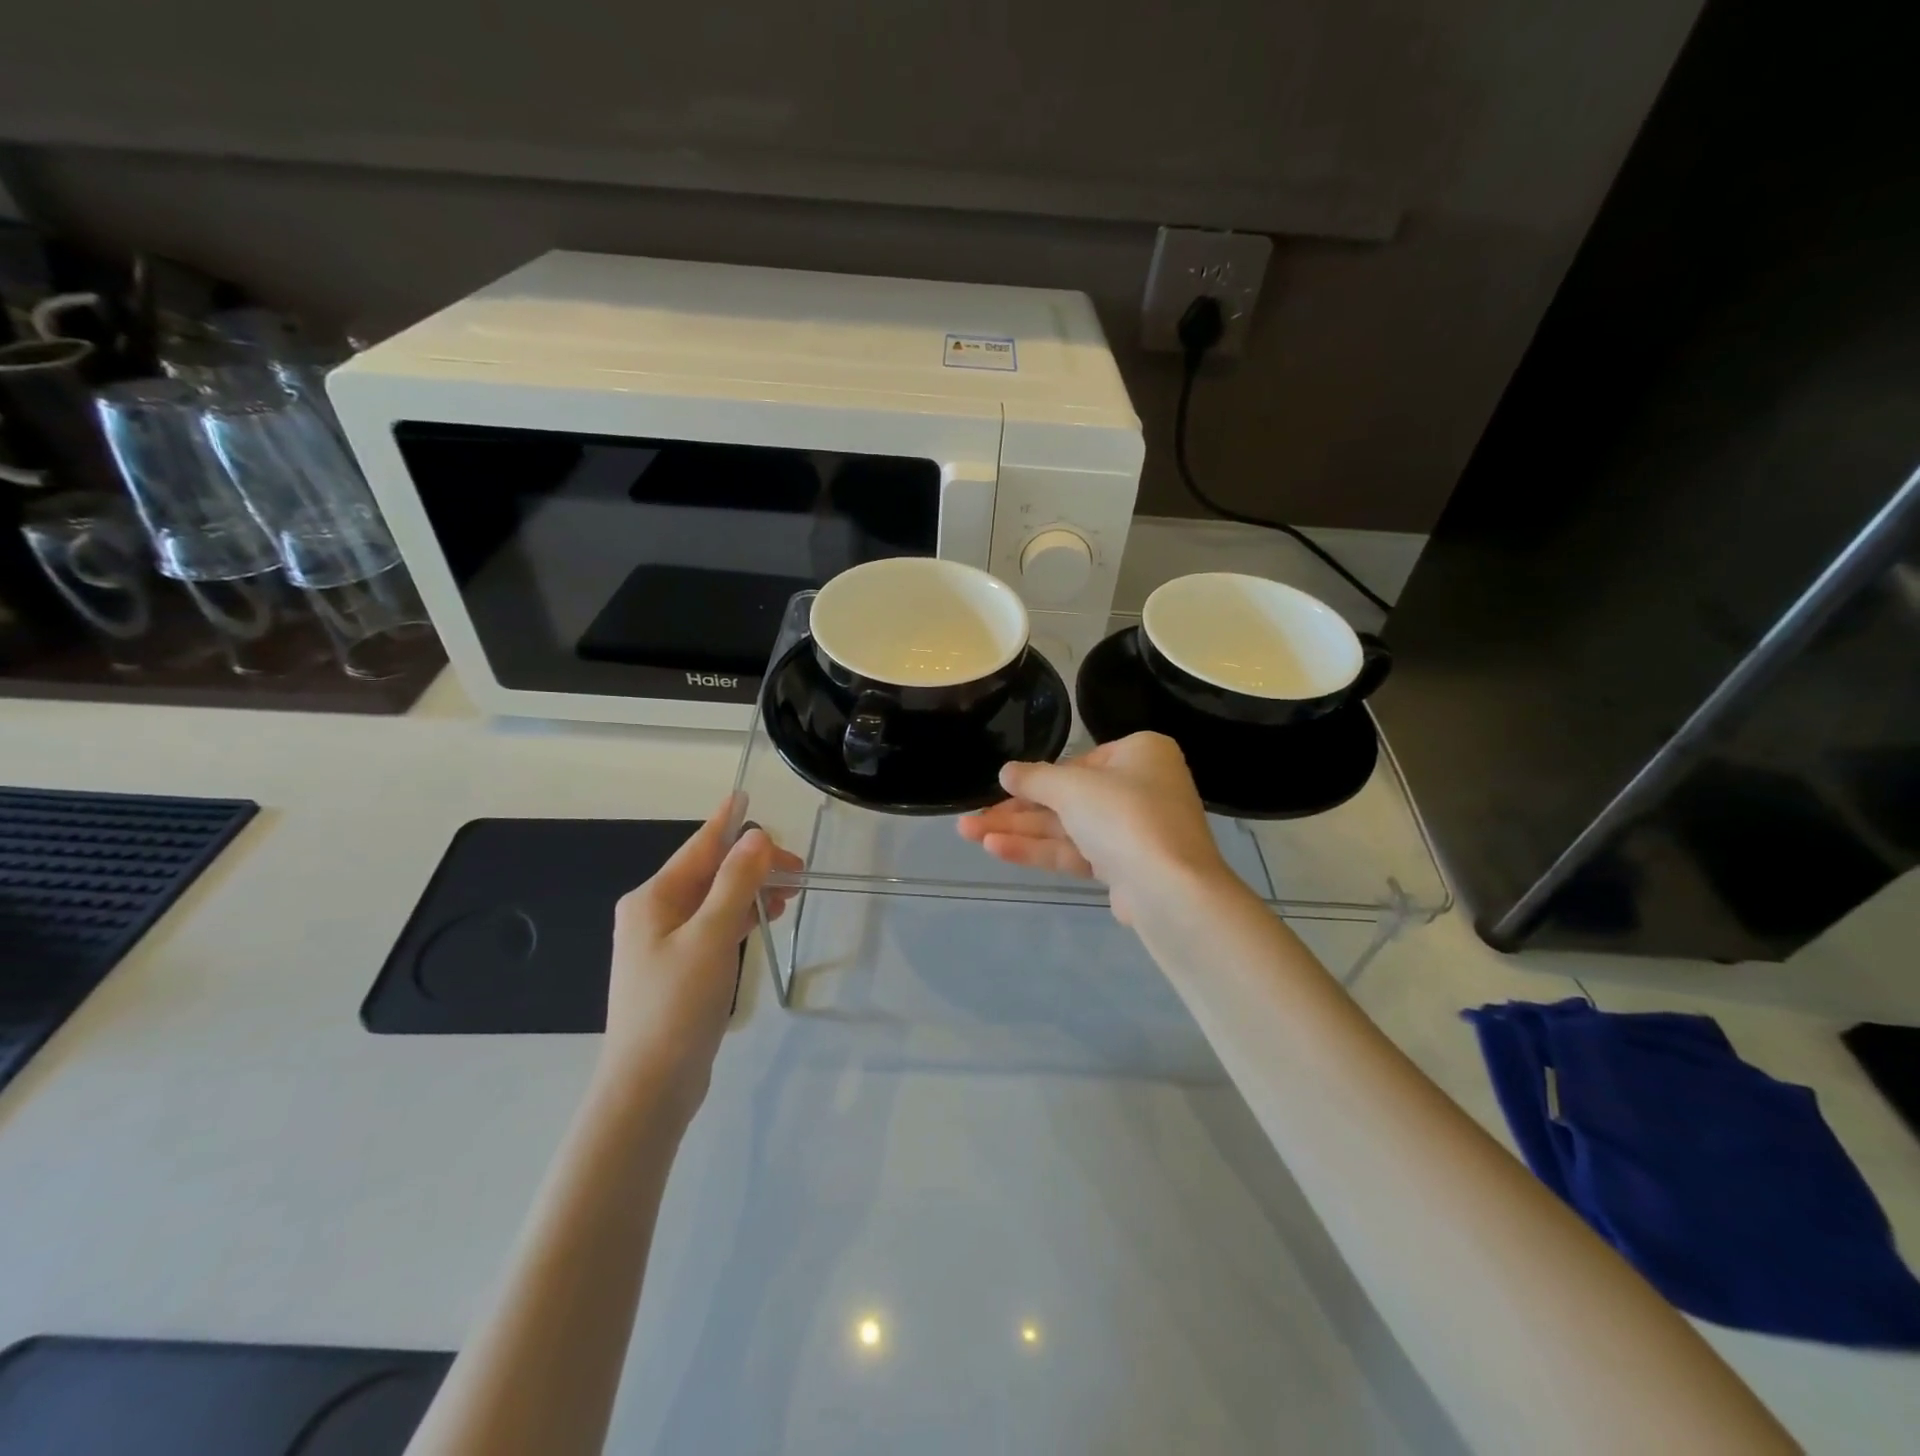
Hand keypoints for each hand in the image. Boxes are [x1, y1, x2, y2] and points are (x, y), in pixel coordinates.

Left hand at [601, 797, 800, 1122]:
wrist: (648, 1087)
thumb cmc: (676, 1005)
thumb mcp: (711, 937)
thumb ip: (734, 884)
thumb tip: (755, 836)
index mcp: (653, 898)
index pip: (699, 847)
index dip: (726, 822)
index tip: (746, 795)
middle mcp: (654, 913)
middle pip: (709, 874)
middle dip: (752, 865)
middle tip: (797, 871)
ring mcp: (664, 943)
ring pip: (714, 901)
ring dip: (750, 891)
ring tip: (790, 894)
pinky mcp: (678, 969)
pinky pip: (714, 926)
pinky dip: (740, 917)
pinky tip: (763, 920)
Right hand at [956, 732, 1229, 924]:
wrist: (1169, 889)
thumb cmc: (1124, 815)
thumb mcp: (1071, 786)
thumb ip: (1034, 778)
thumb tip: (1006, 772)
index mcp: (1140, 754)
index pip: (1078, 762)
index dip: (1036, 778)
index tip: (1000, 789)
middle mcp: (1141, 788)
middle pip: (1068, 798)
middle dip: (1016, 810)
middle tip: (970, 818)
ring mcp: (1134, 831)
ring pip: (1067, 827)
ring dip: (1019, 831)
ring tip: (969, 834)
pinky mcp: (1124, 867)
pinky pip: (1076, 851)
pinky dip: (1039, 850)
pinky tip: (996, 849)